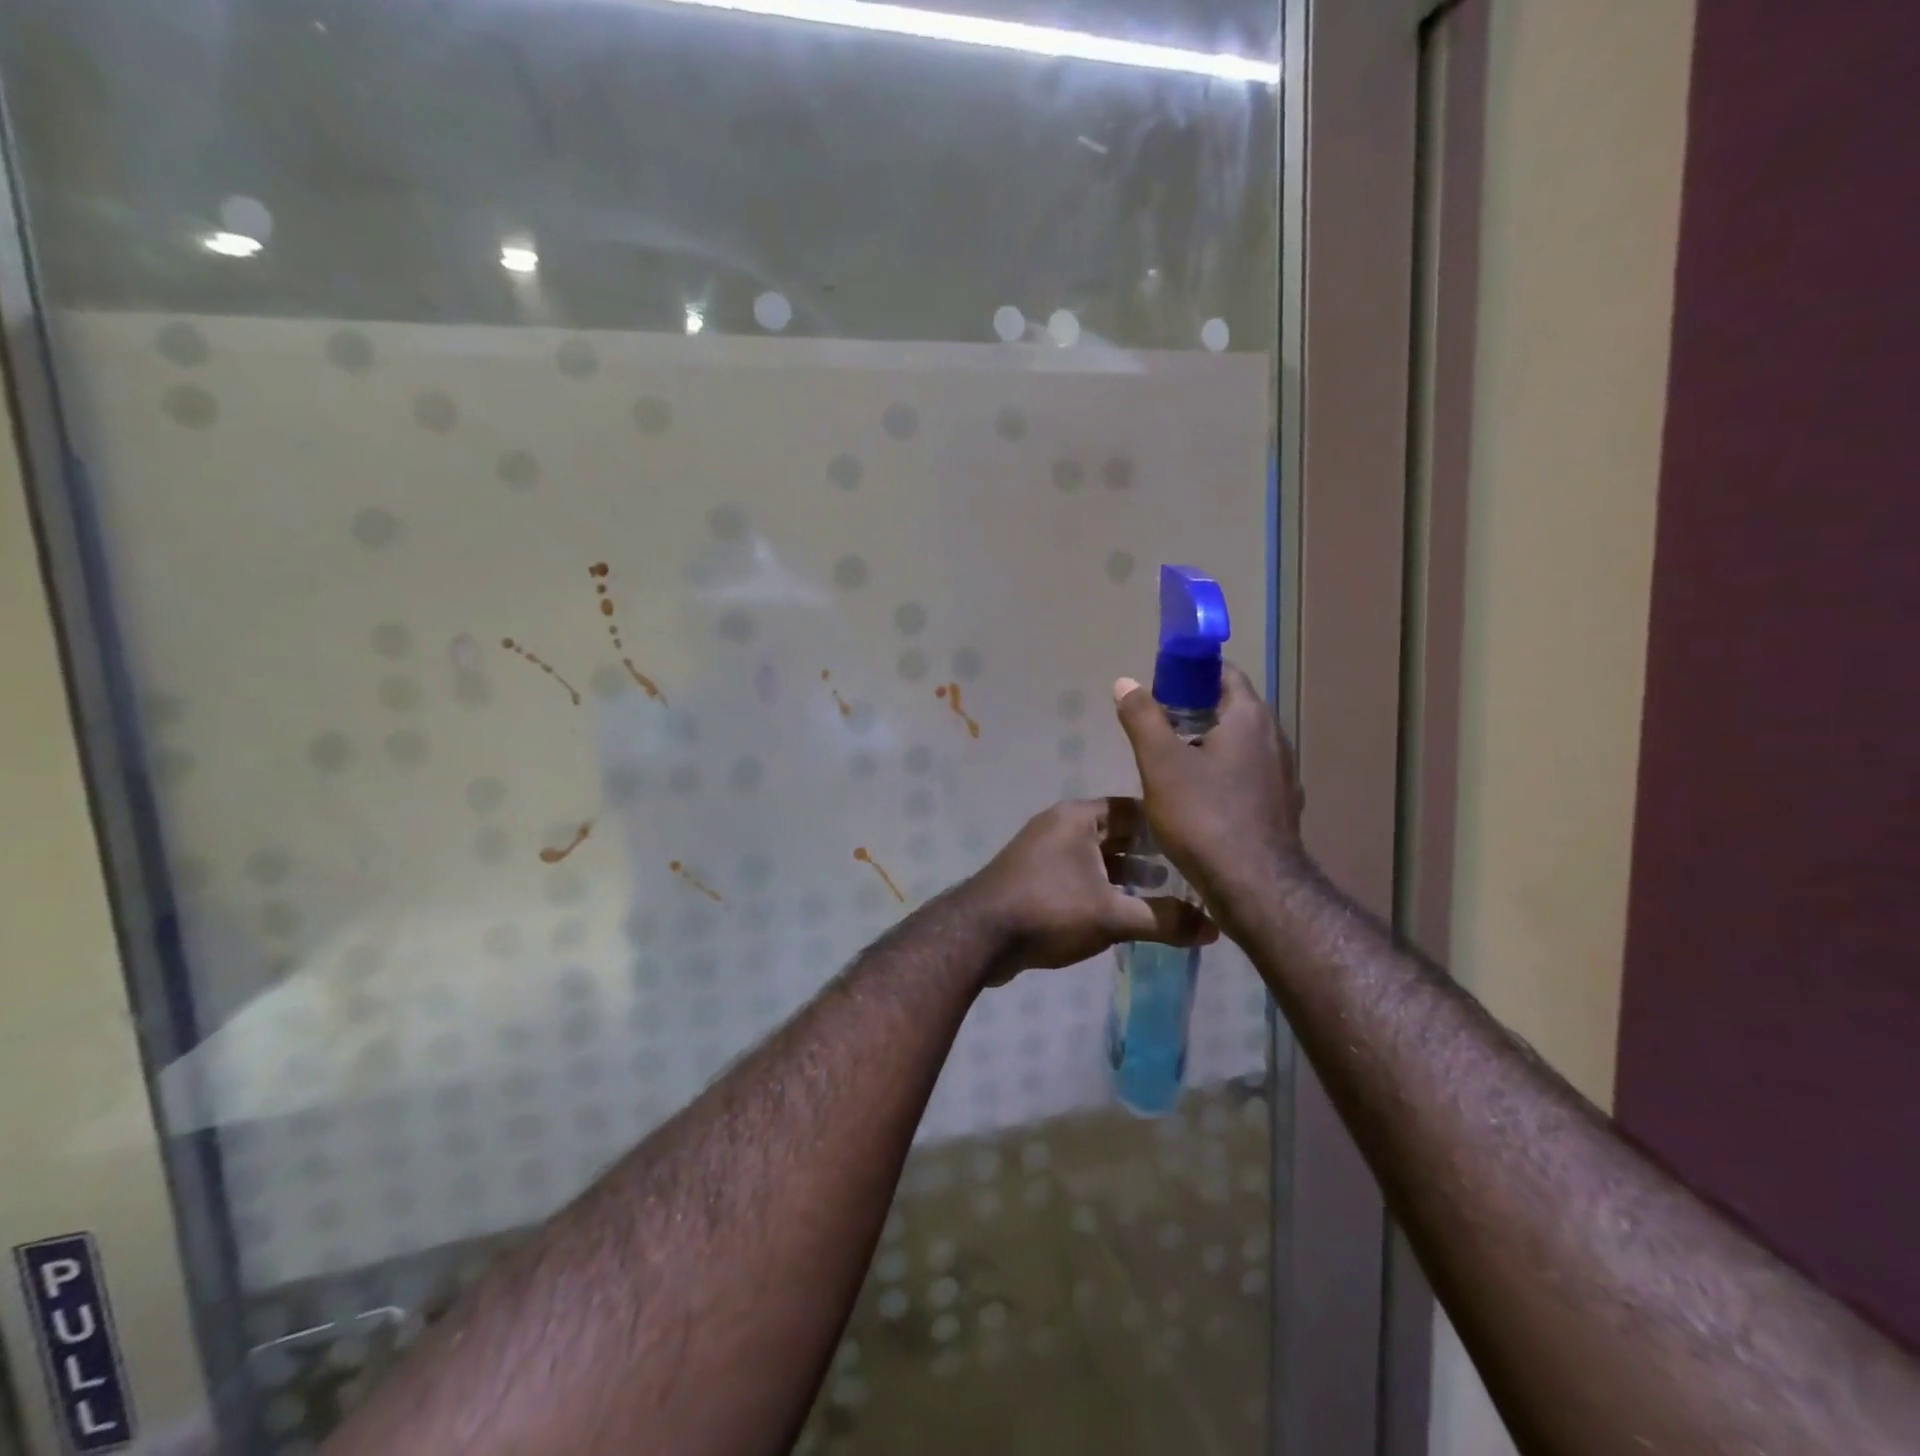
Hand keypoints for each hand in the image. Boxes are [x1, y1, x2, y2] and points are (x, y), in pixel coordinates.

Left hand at [964, 798, 1216, 978]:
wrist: (978, 936)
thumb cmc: (1049, 910)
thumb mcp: (1113, 915)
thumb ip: (1164, 920)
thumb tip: (1214, 929)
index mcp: (1078, 817)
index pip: (1133, 809)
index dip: (1165, 826)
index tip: (1197, 845)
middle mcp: (1060, 825)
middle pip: (1115, 833)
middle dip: (1149, 853)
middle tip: (1187, 875)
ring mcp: (1043, 851)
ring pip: (1096, 857)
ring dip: (1126, 873)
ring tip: (1163, 896)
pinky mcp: (1033, 877)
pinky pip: (1078, 874)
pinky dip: (1102, 887)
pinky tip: (1124, 911)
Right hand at [1113, 664, 1305, 921]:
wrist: (1254, 886)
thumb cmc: (1204, 816)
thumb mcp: (1160, 763)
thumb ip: (1143, 718)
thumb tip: (1125, 682)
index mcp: (1249, 718)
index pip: (1224, 674)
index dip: (1190, 674)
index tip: (1160, 689)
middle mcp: (1274, 740)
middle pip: (1232, 710)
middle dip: (1194, 712)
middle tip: (1156, 729)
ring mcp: (1282, 776)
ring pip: (1240, 747)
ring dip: (1208, 746)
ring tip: (1170, 765)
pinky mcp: (1280, 808)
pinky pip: (1247, 777)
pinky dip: (1222, 776)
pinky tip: (1197, 800)